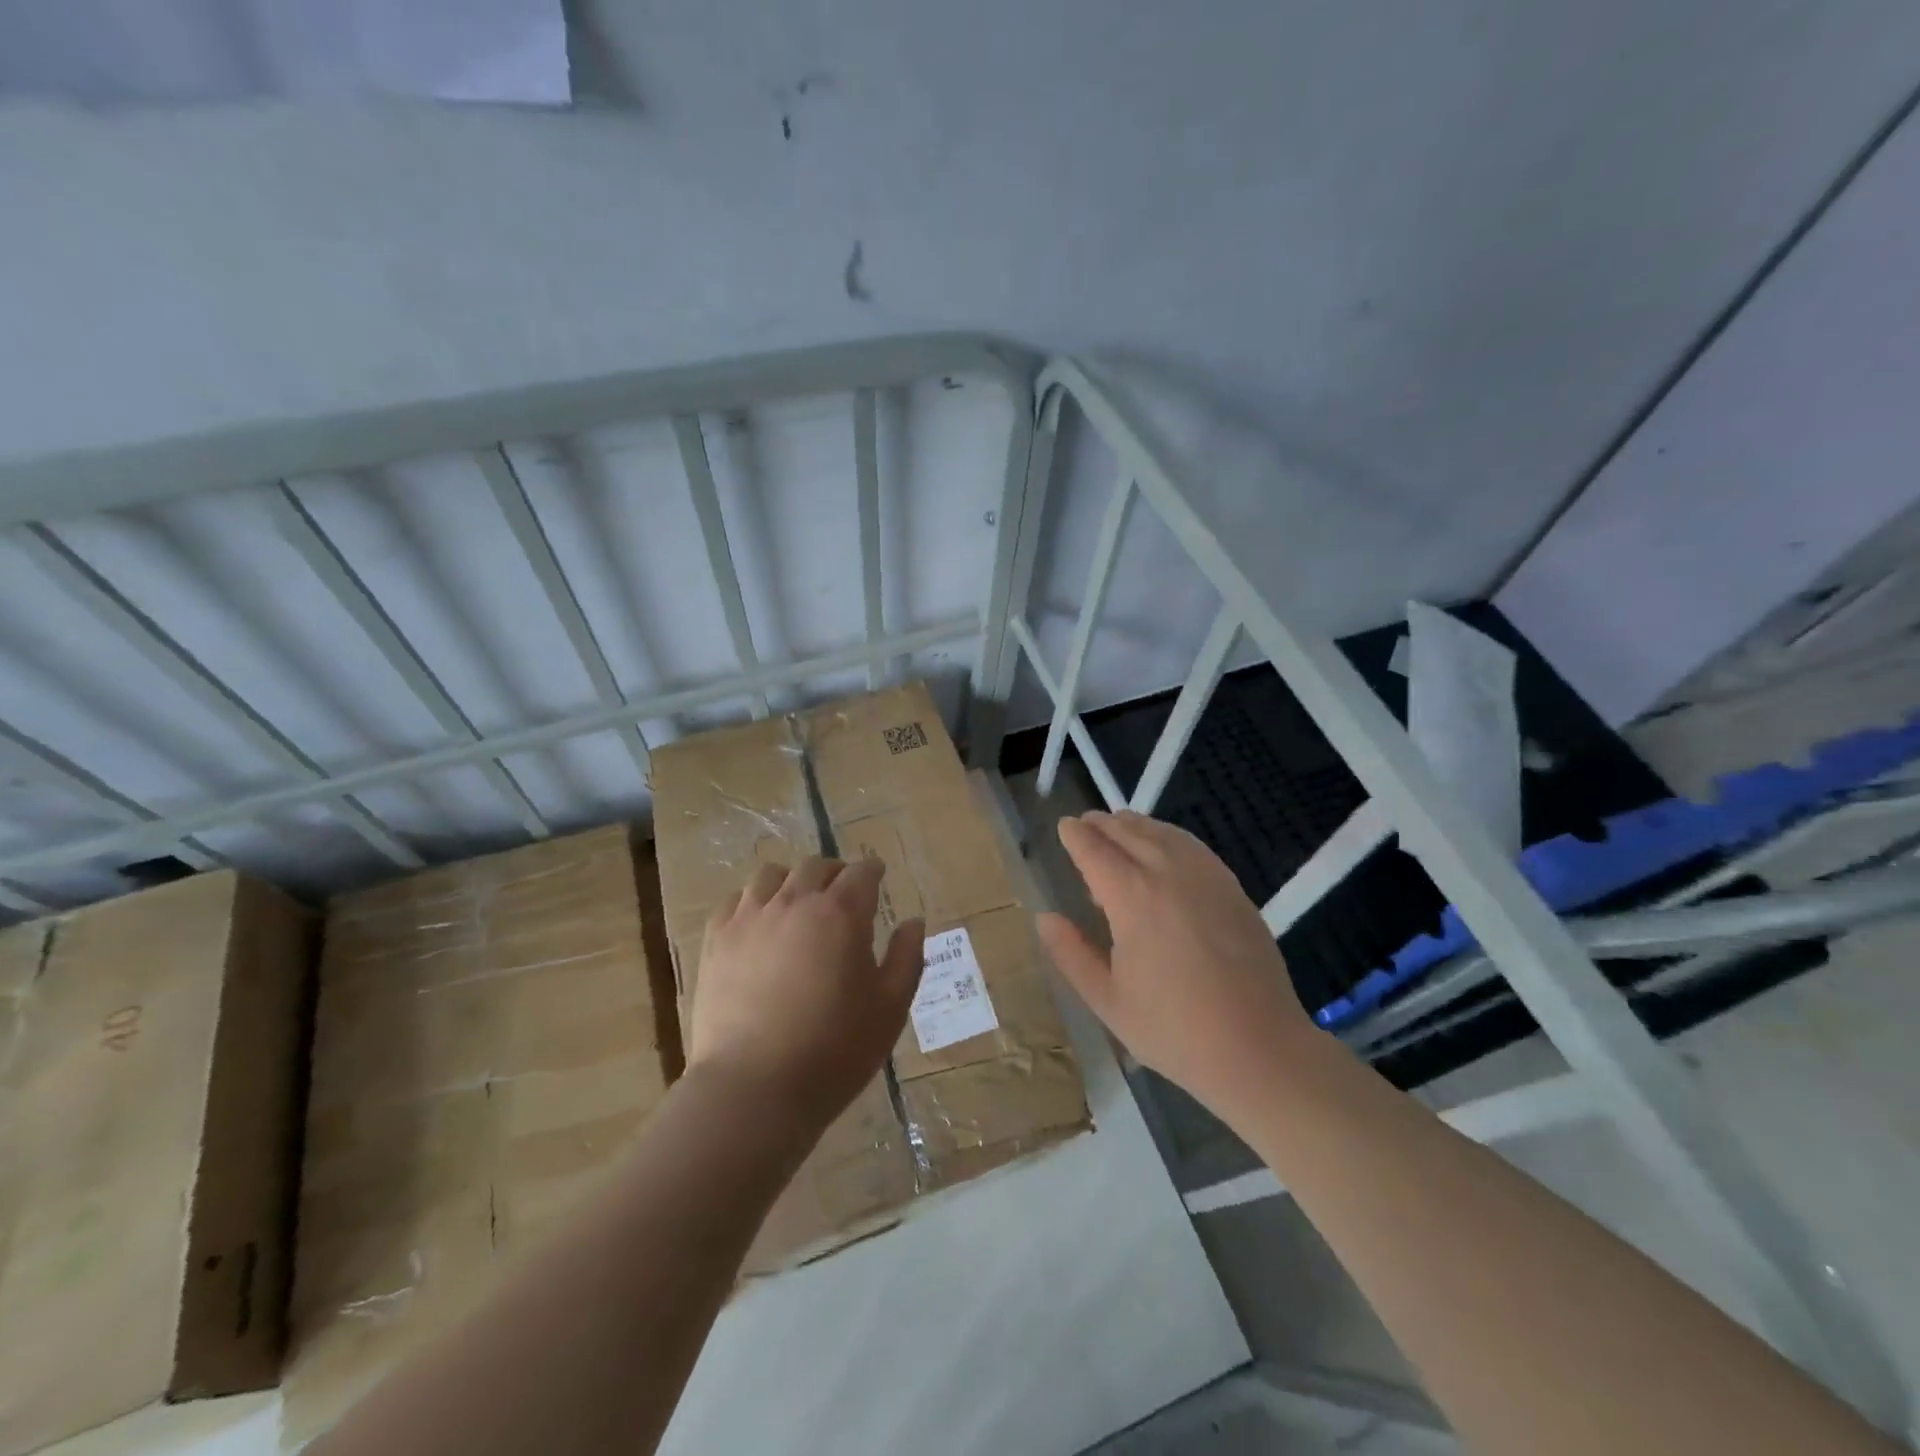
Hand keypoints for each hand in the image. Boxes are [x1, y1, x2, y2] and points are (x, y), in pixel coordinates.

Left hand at [688, 857, 923, 1128]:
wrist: (754, 1089)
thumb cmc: (834, 1050)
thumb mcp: (890, 1008)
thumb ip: (906, 957)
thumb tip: (913, 922)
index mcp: (841, 913)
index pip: (862, 872)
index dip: (873, 871)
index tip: (878, 877)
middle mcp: (795, 902)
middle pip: (816, 866)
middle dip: (835, 873)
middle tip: (843, 894)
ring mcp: (750, 918)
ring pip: (772, 874)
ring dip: (792, 881)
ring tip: (797, 903)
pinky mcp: (716, 940)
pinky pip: (735, 900)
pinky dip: (753, 902)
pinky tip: (758, 924)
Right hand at [1037, 810, 1315, 1121]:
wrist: (1259, 1047)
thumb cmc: (1174, 1030)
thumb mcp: (1107, 1001)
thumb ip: (1071, 954)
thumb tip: (1045, 918)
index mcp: (1132, 897)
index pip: (1095, 850)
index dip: (1076, 835)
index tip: (1064, 827)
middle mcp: (1168, 873)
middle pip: (1128, 831)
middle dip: (1102, 824)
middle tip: (1085, 824)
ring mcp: (1206, 876)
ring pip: (1162, 832)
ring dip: (1135, 825)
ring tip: (1119, 827)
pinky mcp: (1232, 887)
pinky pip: (1192, 845)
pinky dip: (1168, 835)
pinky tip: (1164, 847)